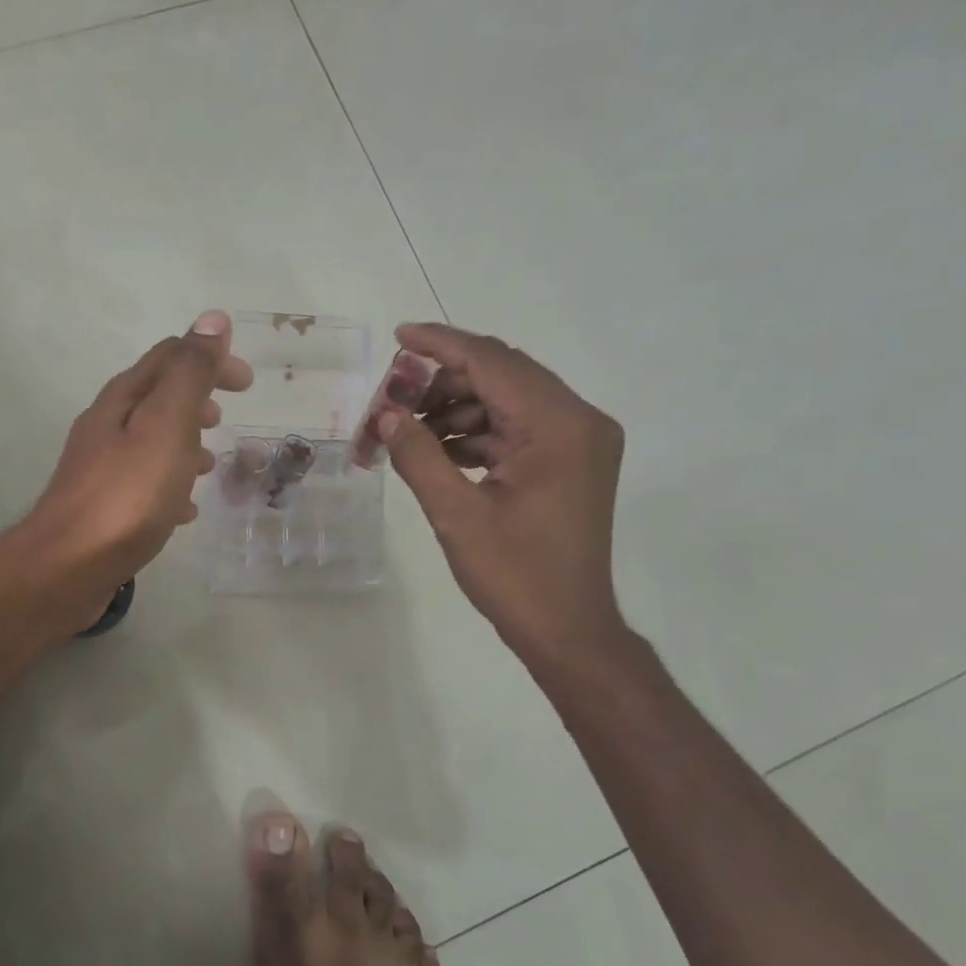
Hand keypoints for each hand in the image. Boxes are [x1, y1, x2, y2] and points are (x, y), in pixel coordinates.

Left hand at [17, 311, 250, 628]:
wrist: (68, 567)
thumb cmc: (126, 496)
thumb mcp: (166, 426)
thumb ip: (190, 375)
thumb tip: (212, 319)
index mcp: (123, 400)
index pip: (170, 358)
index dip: (211, 360)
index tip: (247, 384)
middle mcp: (107, 427)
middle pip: (156, 399)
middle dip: (196, 402)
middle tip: (227, 420)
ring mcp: (100, 469)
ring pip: (150, 443)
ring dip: (183, 444)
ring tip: (211, 464)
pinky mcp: (102, 509)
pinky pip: (143, 485)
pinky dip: (170, 485)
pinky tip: (185, 511)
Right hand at [380, 322, 627, 667]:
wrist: (567, 629)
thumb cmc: (514, 575)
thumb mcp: (456, 515)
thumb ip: (418, 456)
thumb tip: (385, 416)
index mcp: (559, 426)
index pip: (493, 362)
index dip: (441, 345)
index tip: (398, 336)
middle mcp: (579, 421)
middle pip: (503, 375)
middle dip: (443, 380)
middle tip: (393, 398)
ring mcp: (579, 442)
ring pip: (508, 401)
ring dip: (457, 409)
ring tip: (408, 432)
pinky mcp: (571, 462)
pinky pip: (517, 429)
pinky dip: (476, 434)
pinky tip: (438, 451)